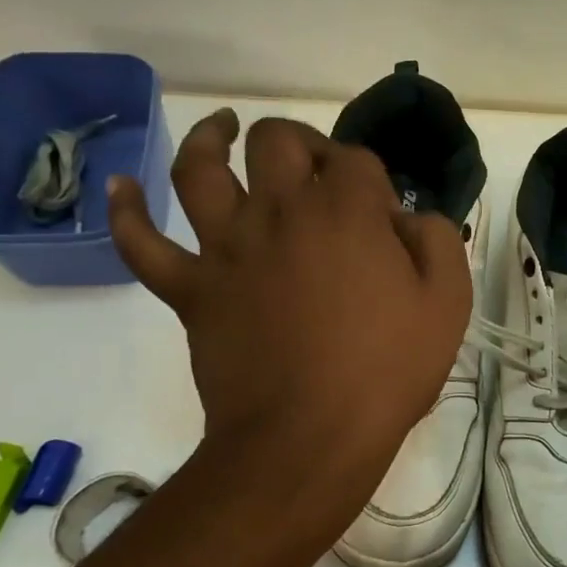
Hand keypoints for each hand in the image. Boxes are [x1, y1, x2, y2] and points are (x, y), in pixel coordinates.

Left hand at [107, 110, 471, 519]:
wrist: (309, 438)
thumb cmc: (386, 371)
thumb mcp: (447, 302)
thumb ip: (438, 240)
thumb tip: (410, 219)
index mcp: (345, 210)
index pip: (356, 160)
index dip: (373, 180)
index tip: (384, 220)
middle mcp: (279, 210)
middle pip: (276, 140)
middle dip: (300, 143)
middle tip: (315, 169)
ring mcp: (226, 247)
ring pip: (199, 168)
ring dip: (209, 139)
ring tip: (220, 128)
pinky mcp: (189, 288)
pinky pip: (142, 242)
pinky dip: (125, 211)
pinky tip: (120, 186)